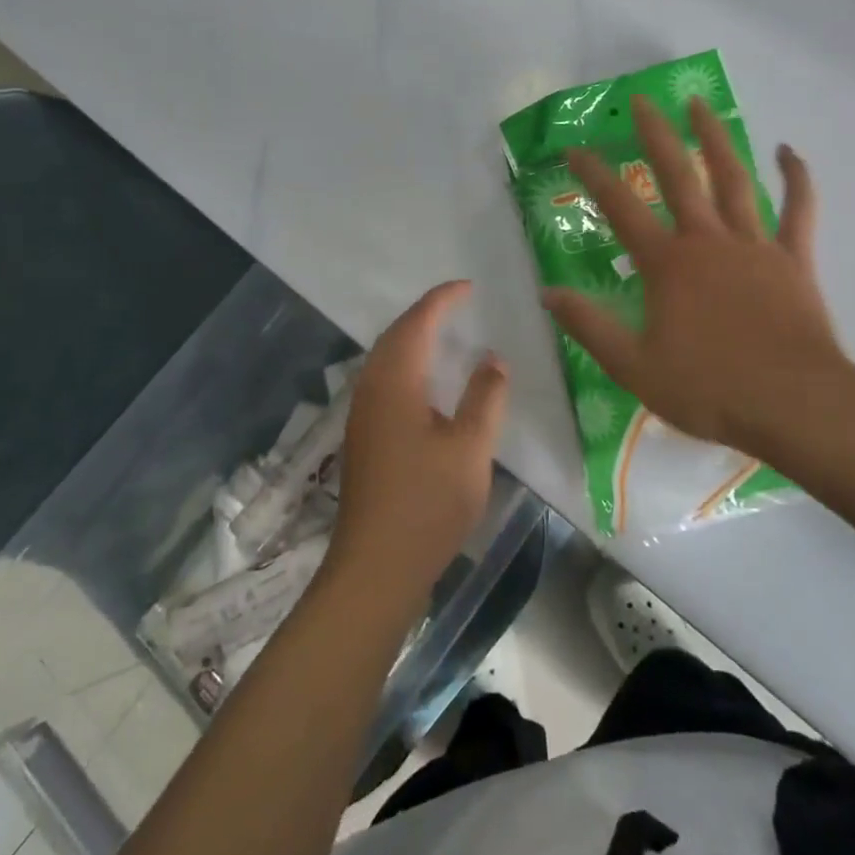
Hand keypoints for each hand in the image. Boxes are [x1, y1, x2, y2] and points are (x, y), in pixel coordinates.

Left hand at [327, 282, 508, 604]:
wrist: (375, 568)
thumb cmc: (427, 504)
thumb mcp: (470, 448)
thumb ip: (485, 397)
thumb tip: (493, 357)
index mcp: (396, 382)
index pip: (418, 322)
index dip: (442, 299)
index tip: (468, 286)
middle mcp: (372, 388)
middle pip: (396, 334)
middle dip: (425, 313)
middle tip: (458, 303)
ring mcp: (362, 414)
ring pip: (385, 357)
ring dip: (412, 337)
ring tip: (444, 332)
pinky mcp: (362, 436)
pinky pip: (383, 378)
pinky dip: (406, 362)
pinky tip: (425, 381)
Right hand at [542, 95, 851, 458]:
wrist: (794, 404)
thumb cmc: (710, 389)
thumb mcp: (634, 366)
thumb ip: (590, 327)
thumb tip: (548, 294)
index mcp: (667, 265)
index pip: (620, 209)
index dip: (594, 176)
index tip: (574, 149)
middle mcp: (707, 241)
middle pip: (678, 176)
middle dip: (656, 135)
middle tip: (643, 100)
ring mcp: (754, 245)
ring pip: (733, 179)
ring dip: (715, 139)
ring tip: (700, 104)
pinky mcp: (792, 259)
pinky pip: (798, 210)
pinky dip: (796, 177)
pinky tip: (788, 150)